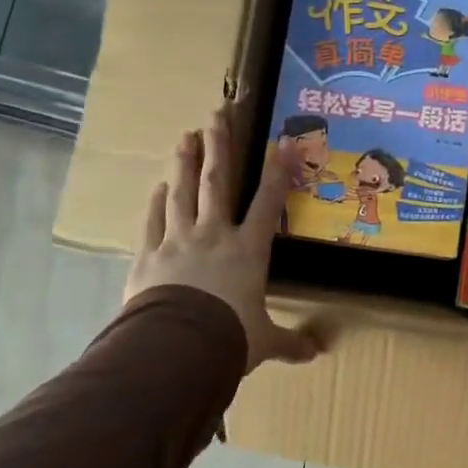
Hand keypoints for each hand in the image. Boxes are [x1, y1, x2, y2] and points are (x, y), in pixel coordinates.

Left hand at [125, 109, 320, 372]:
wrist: (176, 349)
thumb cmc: (229, 339)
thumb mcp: (264, 342)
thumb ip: (290, 343)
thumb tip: (318, 352)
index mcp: (248, 250)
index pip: (268, 203)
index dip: (277, 172)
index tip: (282, 142)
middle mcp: (214, 235)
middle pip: (217, 182)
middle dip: (219, 146)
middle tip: (217, 115)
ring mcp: (177, 241)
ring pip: (182, 193)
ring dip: (185, 162)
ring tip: (186, 135)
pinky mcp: (149, 256)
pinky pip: (153, 221)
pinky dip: (156, 203)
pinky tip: (158, 187)